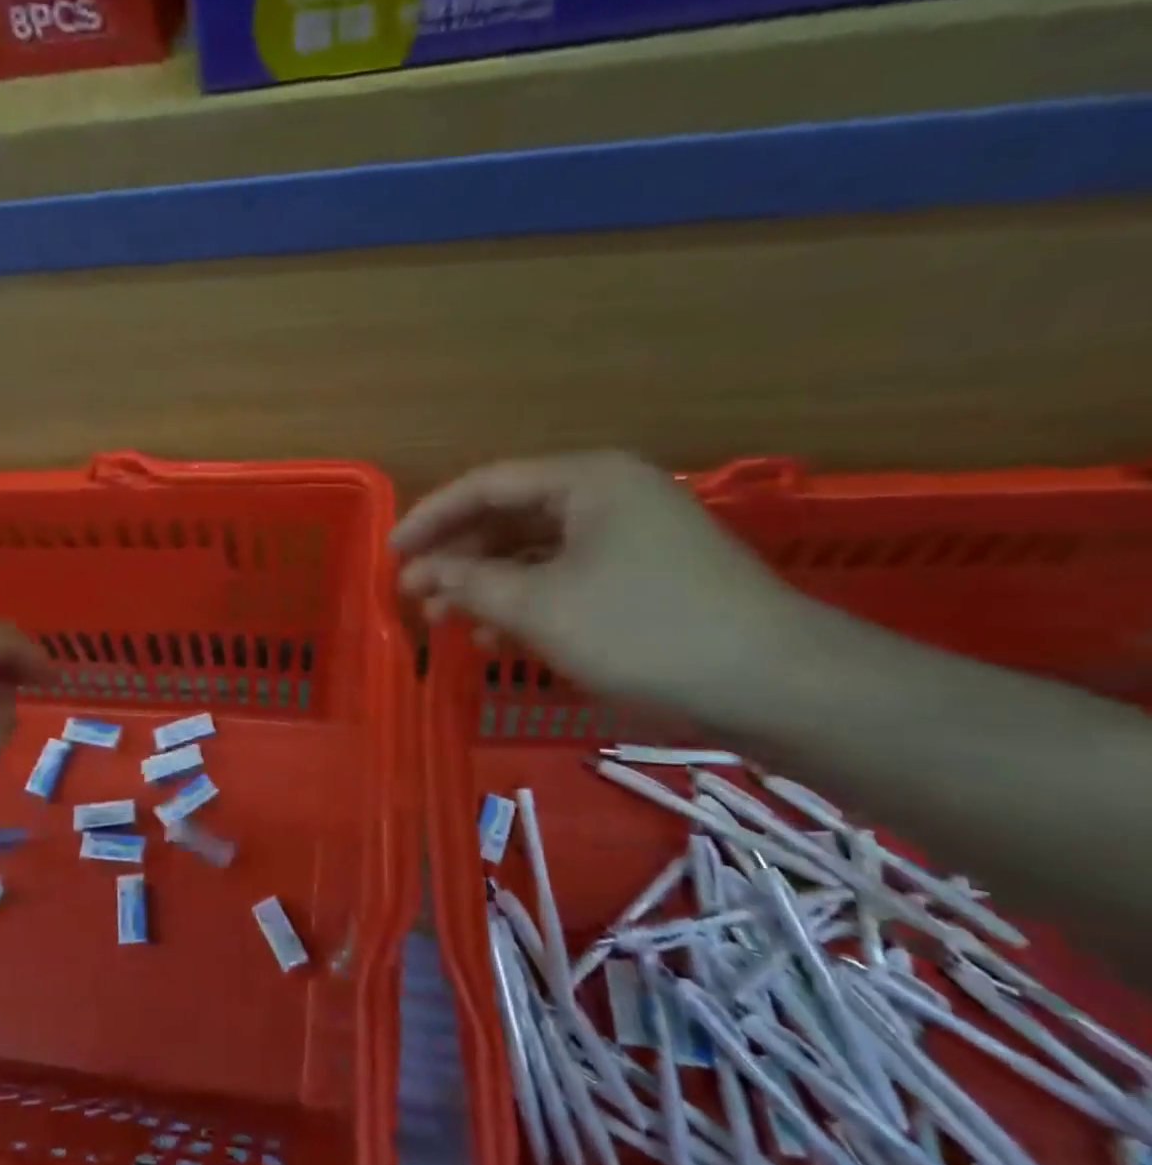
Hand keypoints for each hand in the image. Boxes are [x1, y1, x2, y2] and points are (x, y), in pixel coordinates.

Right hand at [392, 452, 807, 713]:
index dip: (430, 519)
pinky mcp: (642, 577)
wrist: (774, 684)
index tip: (391, 555)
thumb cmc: (644, 630)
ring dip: (486, 586)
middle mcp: (606, 496)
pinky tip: (500, 639)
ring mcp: (628, 537)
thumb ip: (471, 584)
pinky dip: (526, 604)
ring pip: (533, 553)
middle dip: (457, 558)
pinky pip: (563, 578)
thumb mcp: (540, 608)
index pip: (486, 485)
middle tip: (415, 597)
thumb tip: (426, 574)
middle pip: (508, 518)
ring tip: (449, 624)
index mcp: (585, 480)